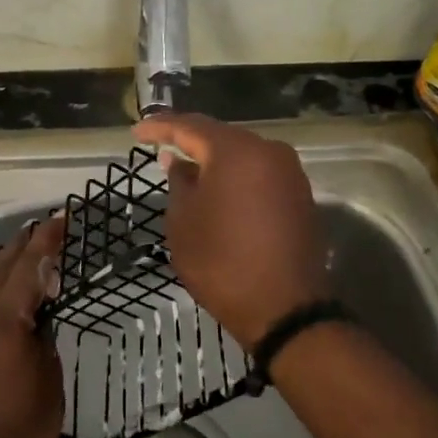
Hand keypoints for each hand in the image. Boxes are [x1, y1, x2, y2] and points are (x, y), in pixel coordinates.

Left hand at [0, 215, 65, 437]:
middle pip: (4, 262)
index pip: (30, 264)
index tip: (64, 218)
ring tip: (23, 247)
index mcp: (5, 317)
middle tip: (49, 228)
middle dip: (27, 242)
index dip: (48, 238)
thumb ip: (43, 334)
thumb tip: (39, 312)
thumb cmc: (21, 427)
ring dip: (3, 258)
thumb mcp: (48, 377)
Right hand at [130, 114, 330, 350]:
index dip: (161, 127)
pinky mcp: (299, 194)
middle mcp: (267, 151)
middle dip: (189, 141)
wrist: (286, 310)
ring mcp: (289, 172)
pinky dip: (235, 176)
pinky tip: (217, 188)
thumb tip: (178, 162)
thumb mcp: (184, 223)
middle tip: (159, 146)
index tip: (137, 131)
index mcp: (236, 151)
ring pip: (242, 154)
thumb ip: (179, 183)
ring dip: (214, 160)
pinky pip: (259, 173)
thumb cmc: (223, 263)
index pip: (190, 127)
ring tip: (185, 167)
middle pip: (220, 136)